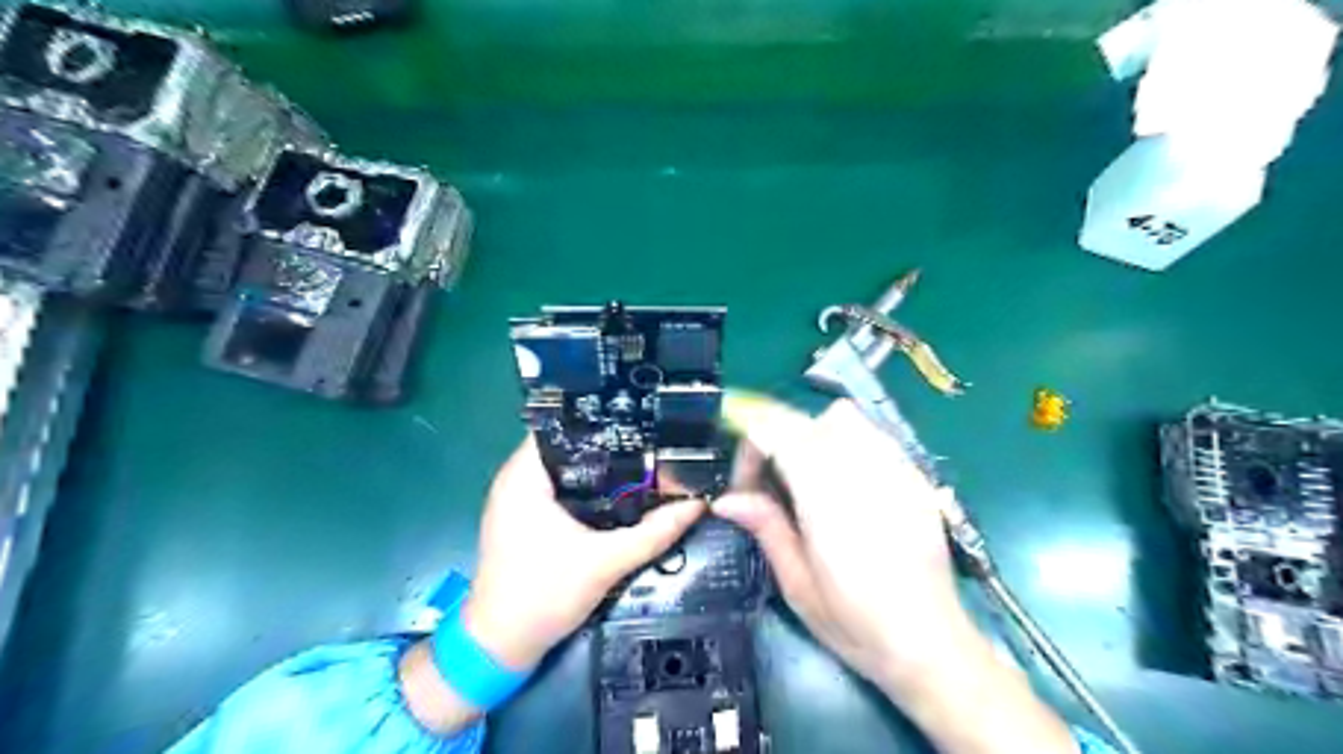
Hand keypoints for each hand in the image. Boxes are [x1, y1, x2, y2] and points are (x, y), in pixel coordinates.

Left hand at [464, 438, 703, 667]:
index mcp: (523, 477)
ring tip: (643, 458)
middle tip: (652, 440)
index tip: (641, 418)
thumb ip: (654, 532)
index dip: (601, 418)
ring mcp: (517, 500)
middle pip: (567, 444)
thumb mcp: (606, 563)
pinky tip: (619, 491)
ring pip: (565, 468)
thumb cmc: (544, 597)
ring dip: (599, 467)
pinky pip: (559, 488)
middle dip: (608, 442)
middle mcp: (515, 480)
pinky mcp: (524, 519)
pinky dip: (586, 487)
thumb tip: (696, 504)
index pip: (561, 425)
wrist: (501, 647)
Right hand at [720, 402, 972, 687]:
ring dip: (813, 434)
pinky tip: (848, 484)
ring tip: (809, 477)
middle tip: (772, 484)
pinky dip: (848, 443)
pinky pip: (874, 435)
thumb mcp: (798, 585)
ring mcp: (895, 469)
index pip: (778, 432)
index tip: (744, 486)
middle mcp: (862, 471)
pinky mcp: (915, 476)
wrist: (931, 644)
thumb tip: (726, 500)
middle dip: (777, 439)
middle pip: (806, 420)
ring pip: (844, 417)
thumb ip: (766, 528)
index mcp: (827, 499)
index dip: (750, 446)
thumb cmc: (856, 624)